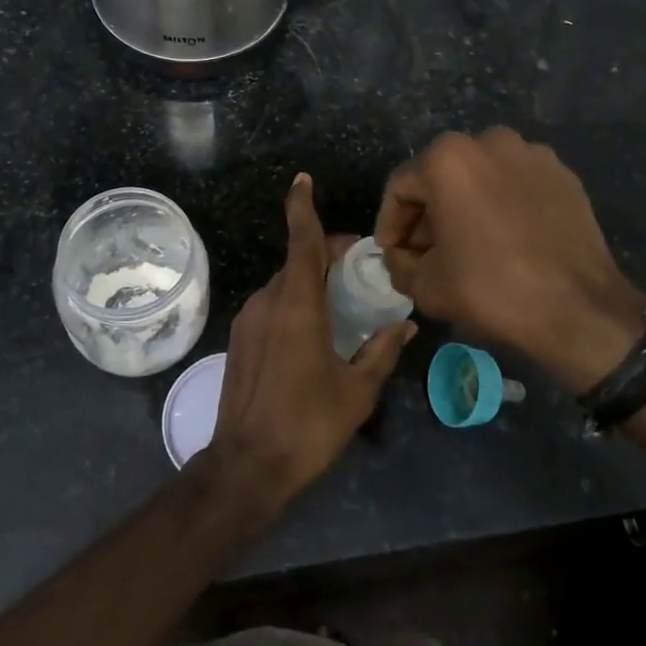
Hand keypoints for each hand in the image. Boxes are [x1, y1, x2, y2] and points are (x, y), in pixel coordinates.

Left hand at [206, 174, 414, 510]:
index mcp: (297, 305)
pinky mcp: (240, 338)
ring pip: (285, 284)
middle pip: (298, 261)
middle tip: (362, 268)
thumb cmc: (308, 425)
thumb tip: (406, 325)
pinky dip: (296, 301)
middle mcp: (268, 302)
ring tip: (344, 301)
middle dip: (328, 254)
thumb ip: (382, 351)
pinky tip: (316, 329)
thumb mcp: (357, 391)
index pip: (301, 242)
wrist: (246, 466)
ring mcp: (248, 319)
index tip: (302, 179)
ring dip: (312, 280)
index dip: (302, 207)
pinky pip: (273, 305)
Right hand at [374, 127, 645, 393]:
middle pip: (441, 177)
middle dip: (428, 214)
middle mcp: (488, 141)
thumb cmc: (492, 289)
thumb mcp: (426, 285)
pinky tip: (505, 239)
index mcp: (448, 159)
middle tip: (425, 252)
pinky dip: (502, 205)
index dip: (390, 223)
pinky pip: (516, 184)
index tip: (392, 253)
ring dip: (465, 206)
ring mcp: (532, 154)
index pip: (401, 188)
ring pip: (480, 177)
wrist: (580, 310)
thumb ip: (399, 263)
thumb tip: (399, 256)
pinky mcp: (563, 174)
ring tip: (467, 245)